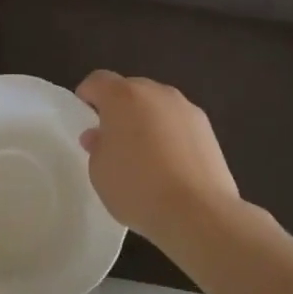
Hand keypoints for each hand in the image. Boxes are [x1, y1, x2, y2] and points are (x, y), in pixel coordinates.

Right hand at [76, 71, 241, 246]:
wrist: (198, 213)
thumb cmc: (137, 188)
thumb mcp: (99, 172)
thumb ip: (97, 147)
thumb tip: (100, 136)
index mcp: (122, 96)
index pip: (98, 80)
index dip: (87, 95)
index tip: (84, 116)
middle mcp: (155, 93)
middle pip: (130, 90)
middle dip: (119, 108)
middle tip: (113, 138)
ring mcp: (186, 108)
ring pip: (157, 106)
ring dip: (147, 120)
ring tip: (144, 155)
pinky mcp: (208, 129)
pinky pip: (179, 124)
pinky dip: (170, 136)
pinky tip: (170, 166)